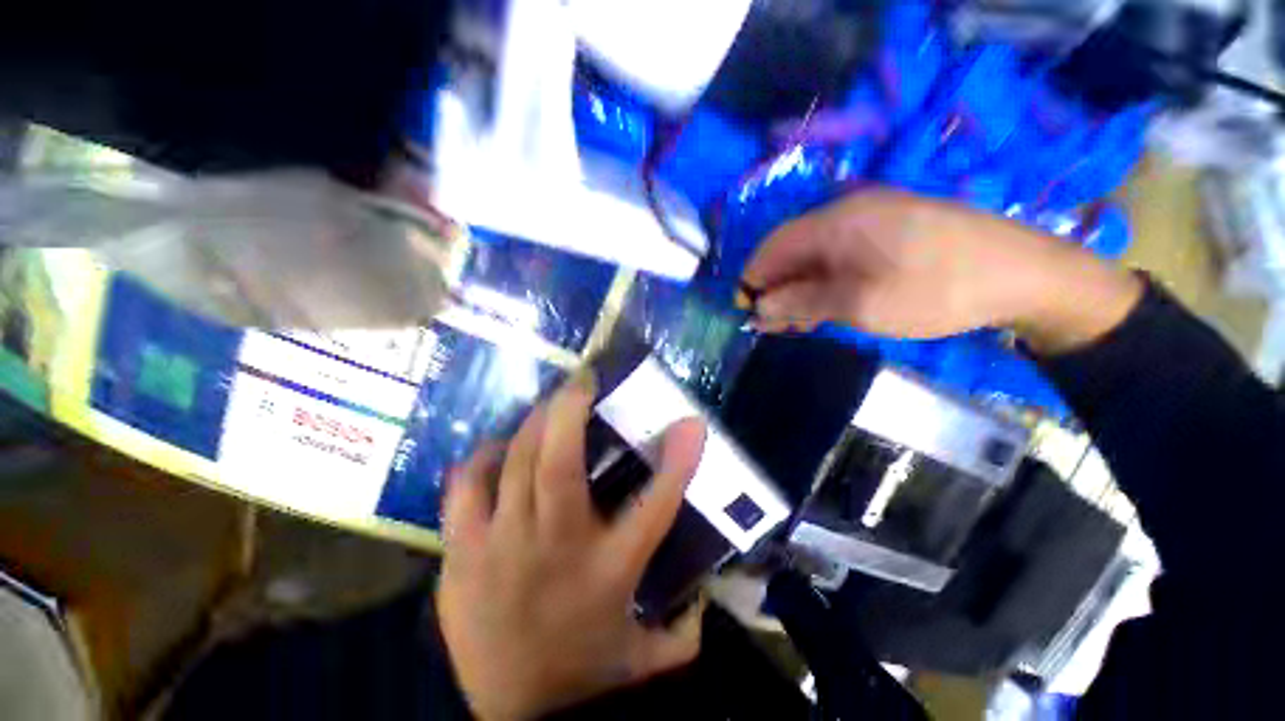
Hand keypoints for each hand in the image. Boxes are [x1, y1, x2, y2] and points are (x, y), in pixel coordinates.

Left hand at [437, 372, 706, 720]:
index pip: (654, 506)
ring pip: (512, 465)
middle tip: (582, 380)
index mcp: (609, 572)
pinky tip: (495, 448)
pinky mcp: (459, 560)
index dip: (678, 459)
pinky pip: (463, 492)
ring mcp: (499, 552)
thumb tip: (708, 588)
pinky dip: (480, 461)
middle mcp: (555, 551)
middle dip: (570, 411)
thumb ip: (686, 622)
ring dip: (531, 424)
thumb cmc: (587, 675)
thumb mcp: (651, 655)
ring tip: (546, 404)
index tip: (692, 422)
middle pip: (559, 465)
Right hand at [743, 188, 1141, 352]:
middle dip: (776, 288)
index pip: (772, 247)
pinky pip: (842, 258)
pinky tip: (825, 307)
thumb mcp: (857, 304)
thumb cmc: (934, 290)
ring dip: (800, 290)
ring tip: (796, 324)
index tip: (746, 312)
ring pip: (816, 257)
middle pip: (792, 251)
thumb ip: (800, 303)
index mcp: (835, 221)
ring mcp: (873, 220)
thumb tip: (759, 307)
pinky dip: (825, 284)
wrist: (1026, 275)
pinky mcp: (891, 233)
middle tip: (772, 326)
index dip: (752, 279)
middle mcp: (848, 212)